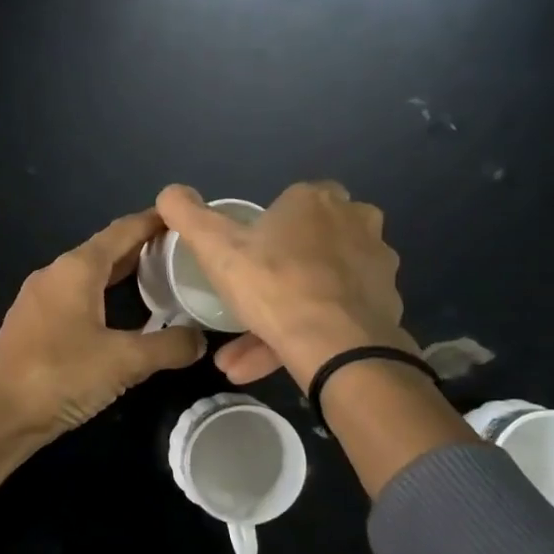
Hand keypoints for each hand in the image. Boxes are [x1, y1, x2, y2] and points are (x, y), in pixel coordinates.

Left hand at [0, 208, 207, 436]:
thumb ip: (168, 347)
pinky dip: (105, 299)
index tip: (187, 217)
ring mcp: (40, 301)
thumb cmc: (59, 376)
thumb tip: (201, 340)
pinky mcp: (34, 326)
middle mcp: (56, 275)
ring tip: (162, 283)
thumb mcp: (123, 361)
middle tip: (184, 255)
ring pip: (90, 278)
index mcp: (77, 268)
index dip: (155, 221)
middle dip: (144, 250)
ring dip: (124, 277)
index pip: (123, 231)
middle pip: (106, 252)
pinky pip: (77, 300)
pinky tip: (124, 319)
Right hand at [155, 181, 416, 390]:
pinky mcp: (386, 304)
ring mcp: (376, 264)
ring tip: (242, 358)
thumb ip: (188, 216)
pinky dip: (308, 334)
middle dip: (273, 280)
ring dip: (282, 317)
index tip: (244, 260)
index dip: (265, 231)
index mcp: (317, 200)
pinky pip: (336, 316)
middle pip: (307, 246)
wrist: (337, 344)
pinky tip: (277, 361)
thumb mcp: (215, 248)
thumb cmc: (273, 284)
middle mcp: (356, 222)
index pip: (290, 203)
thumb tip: (167, 192)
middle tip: (243, 309)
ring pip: (318, 288)